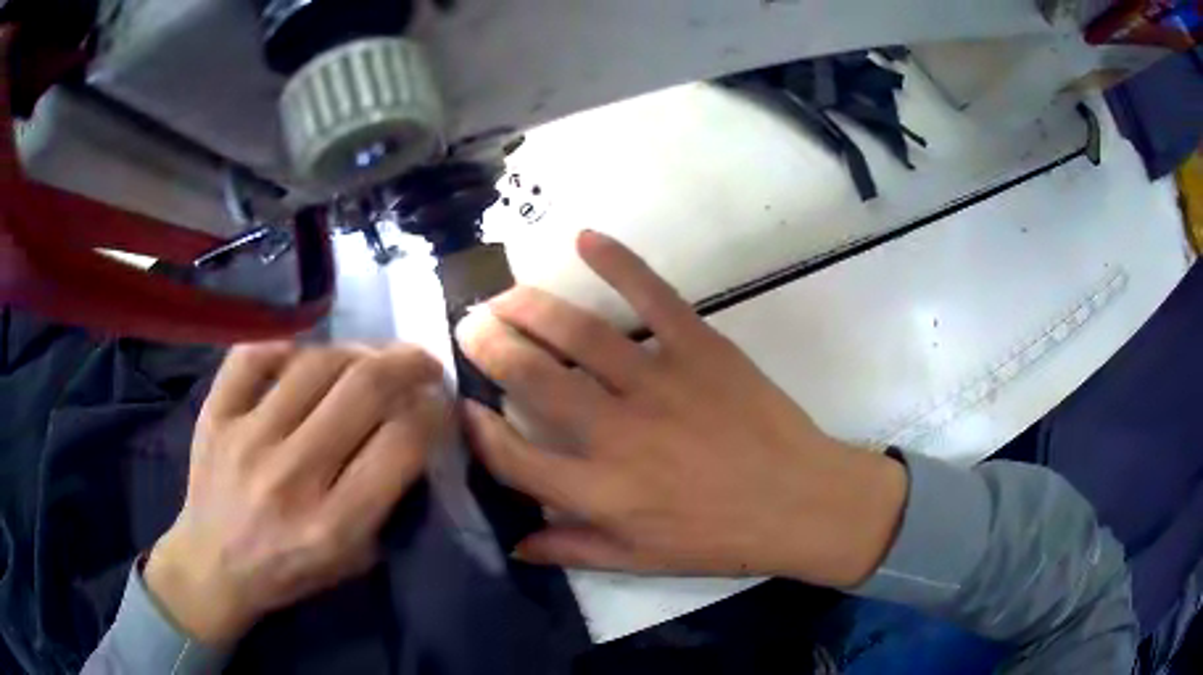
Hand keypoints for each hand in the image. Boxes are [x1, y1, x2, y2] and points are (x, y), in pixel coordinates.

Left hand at [145, 344, 446, 644]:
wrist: (212, 565)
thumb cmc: (289, 571)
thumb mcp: (355, 559)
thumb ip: (387, 501)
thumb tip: (413, 431)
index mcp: (333, 524)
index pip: (401, 443)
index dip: (433, 411)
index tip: (440, 403)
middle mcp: (291, 475)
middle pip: (363, 388)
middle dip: (408, 363)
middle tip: (422, 362)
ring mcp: (246, 437)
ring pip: (315, 362)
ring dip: (356, 352)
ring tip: (367, 361)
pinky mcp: (214, 414)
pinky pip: (254, 353)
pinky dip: (286, 346)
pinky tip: (303, 358)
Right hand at [457, 231, 906, 587]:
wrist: (802, 503)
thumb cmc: (722, 539)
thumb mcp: (642, 561)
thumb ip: (574, 550)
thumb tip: (516, 543)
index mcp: (600, 492)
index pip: (512, 456)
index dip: (477, 429)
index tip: (463, 407)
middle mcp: (616, 434)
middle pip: (530, 378)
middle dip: (488, 346)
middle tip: (471, 326)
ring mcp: (659, 383)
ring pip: (576, 332)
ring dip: (528, 306)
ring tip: (503, 295)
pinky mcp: (701, 348)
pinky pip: (651, 295)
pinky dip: (617, 261)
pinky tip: (584, 238)